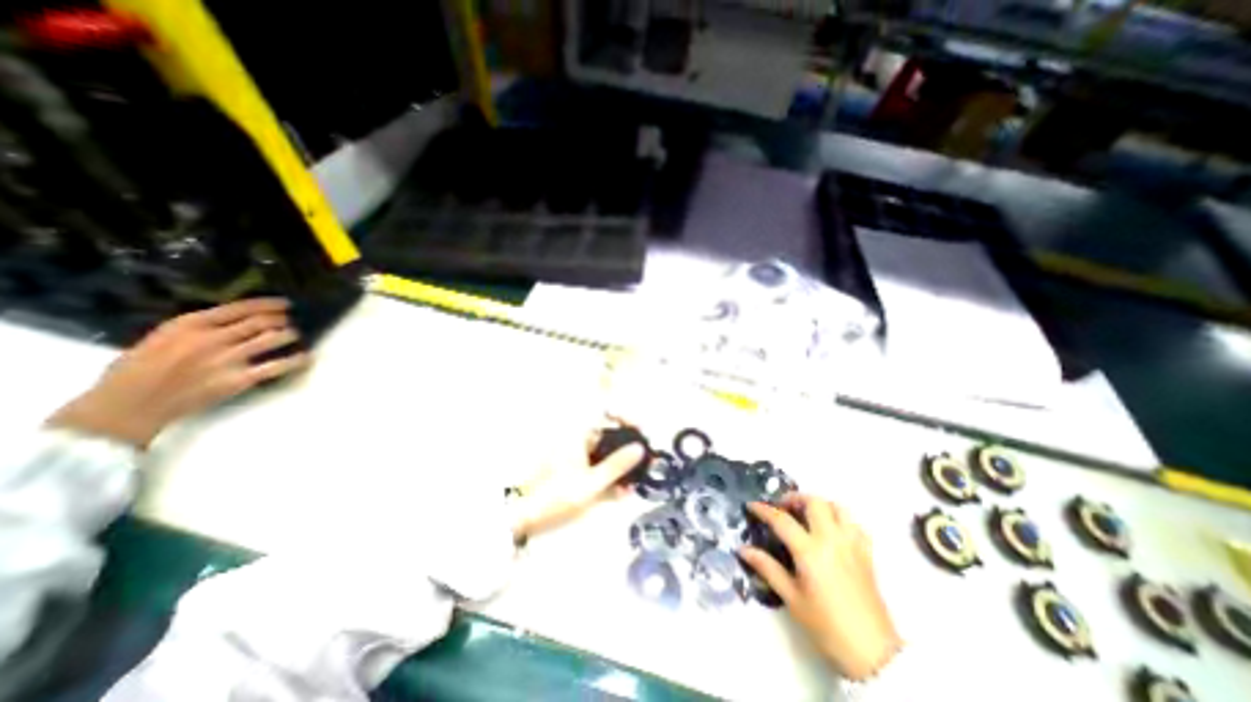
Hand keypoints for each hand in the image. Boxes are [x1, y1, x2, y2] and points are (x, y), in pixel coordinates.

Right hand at [50, 300, 308, 447]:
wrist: (127, 406)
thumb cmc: (137, 370)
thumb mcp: (162, 336)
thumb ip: (198, 327)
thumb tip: (237, 318)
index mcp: (189, 324)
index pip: (241, 308)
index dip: (269, 304)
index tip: (285, 304)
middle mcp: (212, 338)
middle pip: (262, 322)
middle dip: (282, 320)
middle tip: (290, 321)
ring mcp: (228, 359)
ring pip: (274, 339)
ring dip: (290, 335)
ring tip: (294, 336)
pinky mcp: (239, 379)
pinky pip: (278, 366)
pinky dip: (297, 360)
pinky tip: (305, 357)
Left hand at [506, 422, 645, 543]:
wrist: (522, 514)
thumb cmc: (556, 496)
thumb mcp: (591, 484)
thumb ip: (617, 465)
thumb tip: (640, 448)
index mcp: (578, 433)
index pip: (607, 412)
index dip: (627, 417)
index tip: (641, 431)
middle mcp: (577, 437)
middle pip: (609, 433)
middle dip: (627, 448)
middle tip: (644, 463)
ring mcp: (574, 452)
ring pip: (604, 451)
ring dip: (619, 465)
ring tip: (633, 483)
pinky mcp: (571, 466)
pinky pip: (595, 464)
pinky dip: (607, 474)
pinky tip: (618, 491)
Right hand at [734, 493, 904, 680]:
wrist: (873, 654)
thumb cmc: (826, 626)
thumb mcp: (791, 598)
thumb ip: (767, 568)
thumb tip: (743, 549)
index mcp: (809, 551)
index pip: (782, 519)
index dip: (764, 509)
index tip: (751, 505)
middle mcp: (831, 539)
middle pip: (813, 502)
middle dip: (795, 498)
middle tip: (783, 507)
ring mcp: (851, 544)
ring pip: (837, 507)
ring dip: (819, 505)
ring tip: (807, 514)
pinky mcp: (866, 553)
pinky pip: (854, 523)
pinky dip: (840, 519)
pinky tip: (832, 530)